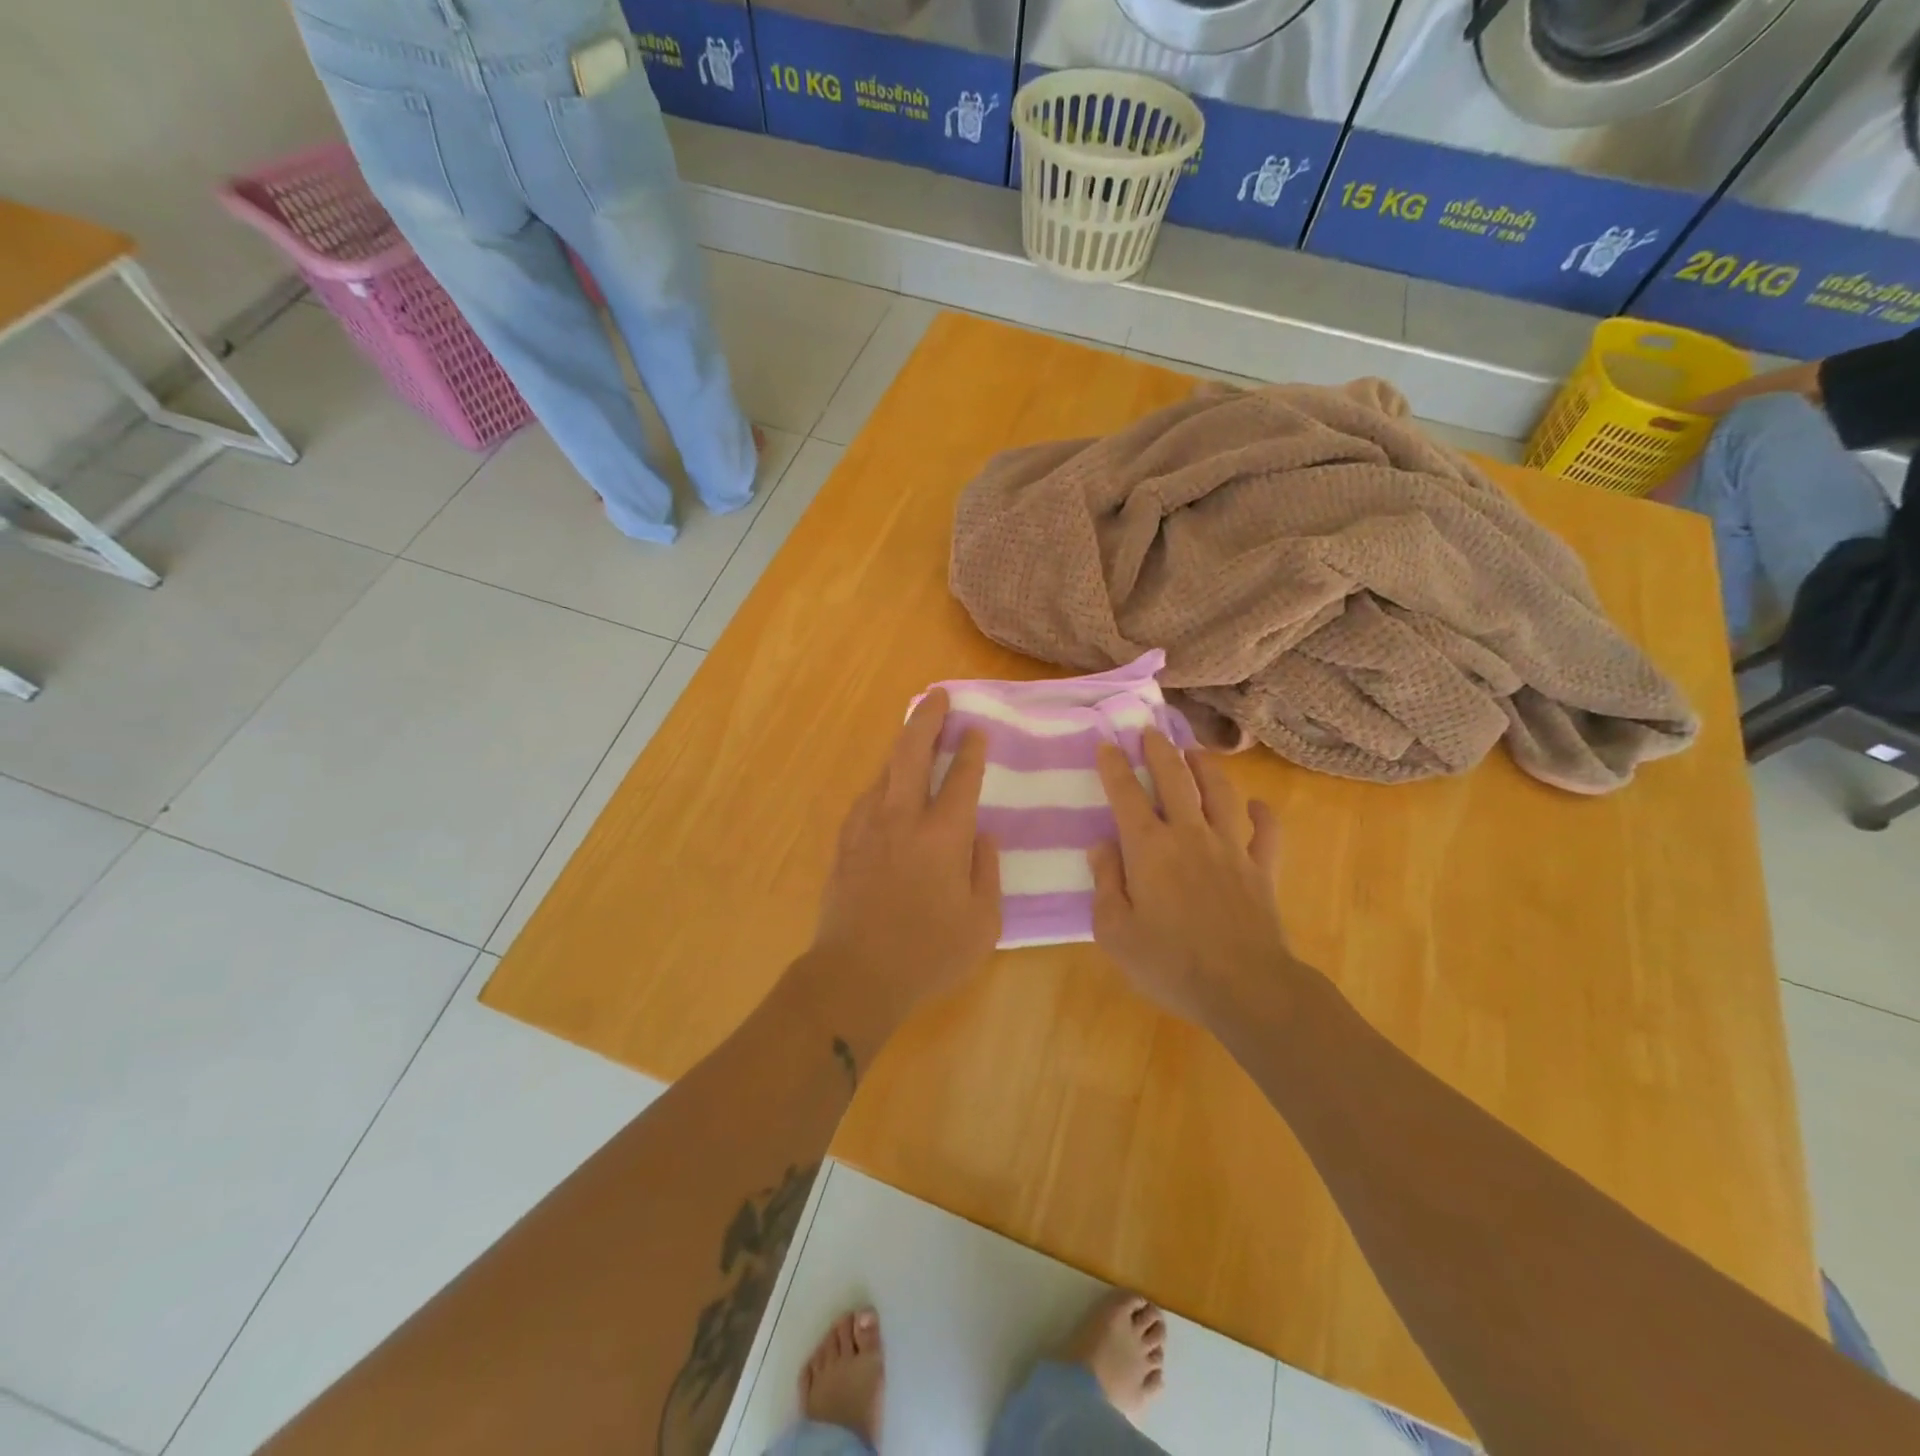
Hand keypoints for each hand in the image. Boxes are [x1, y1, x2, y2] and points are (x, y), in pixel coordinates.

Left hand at [806, 689, 1000, 1035]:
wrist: (855, 975)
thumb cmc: (928, 954)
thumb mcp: (982, 922)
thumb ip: (987, 871)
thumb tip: (982, 834)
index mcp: (943, 837)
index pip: (962, 778)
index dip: (971, 750)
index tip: (977, 730)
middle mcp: (903, 819)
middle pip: (912, 753)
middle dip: (928, 719)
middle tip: (939, 696)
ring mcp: (867, 828)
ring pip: (885, 770)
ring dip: (902, 745)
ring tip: (915, 732)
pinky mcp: (845, 843)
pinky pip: (867, 797)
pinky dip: (882, 781)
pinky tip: (887, 785)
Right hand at [1089, 733, 1292, 1026]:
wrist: (1245, 988)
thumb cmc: (1170, 963)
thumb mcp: (1115, 932)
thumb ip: (1105, 883)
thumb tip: (1102, 846)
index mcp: (1149, 848)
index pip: (1126, 795)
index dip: (1114, 766)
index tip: (1106, 744)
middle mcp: (1189, 835)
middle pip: (1175, 779)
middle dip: (1160, 750)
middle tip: (1151, 730)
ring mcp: (1230, 849)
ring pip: (1220, 794)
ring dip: (1207, 768)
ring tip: (1196, 753)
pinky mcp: (1260, 869)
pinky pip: (1266, 833)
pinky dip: (1263, 815)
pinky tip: (1258, 806)